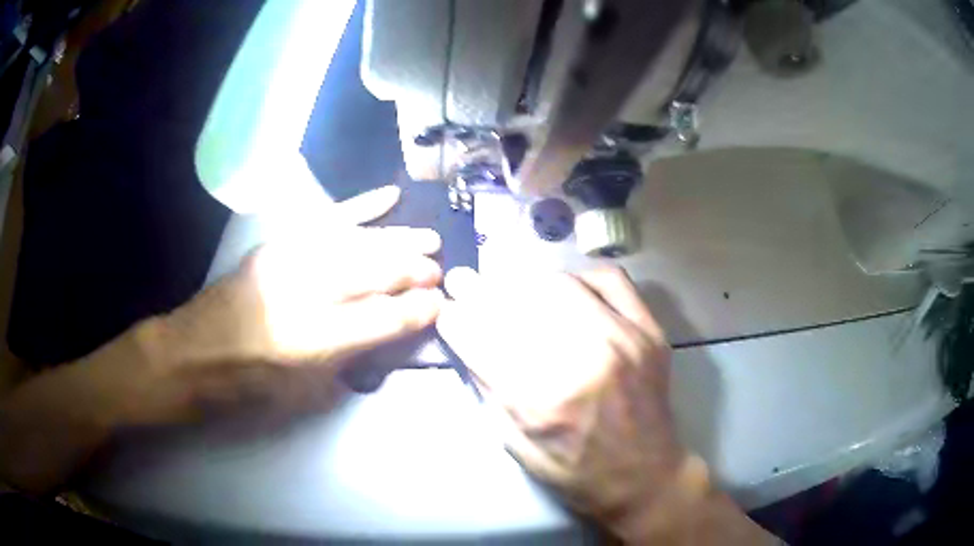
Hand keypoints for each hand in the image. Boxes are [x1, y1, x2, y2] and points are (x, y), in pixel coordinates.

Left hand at [100, 185, 444, 425]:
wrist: (193, 353)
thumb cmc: (249, 387)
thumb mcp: (304, 394)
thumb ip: (351, 361)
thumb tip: (390, 331)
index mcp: (311, 342)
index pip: (379, 318)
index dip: (415, 310)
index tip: (442, 302)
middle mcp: (302, 293)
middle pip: (372, 272)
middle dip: (413, 270)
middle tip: (441, 271)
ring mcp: (288, 261)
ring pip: (357, 242)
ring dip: (398, 238)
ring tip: (429, 238)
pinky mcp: (276, 244)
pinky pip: (327, 220)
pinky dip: (360, 207)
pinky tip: (388, 197)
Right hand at [437, 266, 773, 543]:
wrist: (646, 476)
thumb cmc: (577, 473)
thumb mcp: (518, 447)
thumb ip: (492, 391)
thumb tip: (469, 340)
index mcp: (545, 402)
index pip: (483, 341)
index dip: (456, 319)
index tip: (446, 308)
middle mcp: (585, 361)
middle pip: (520, 304)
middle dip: (481, 291)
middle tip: (466, 283)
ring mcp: (624, 339)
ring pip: (561, 284)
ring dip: (525, 283)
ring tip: (510, 289)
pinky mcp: (649, 331)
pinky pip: (611, 279)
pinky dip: (580, 276)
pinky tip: (567, 288)